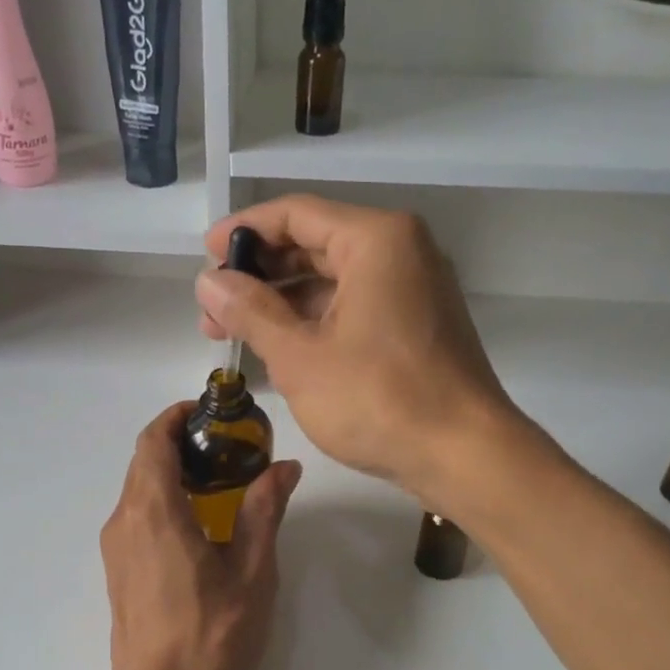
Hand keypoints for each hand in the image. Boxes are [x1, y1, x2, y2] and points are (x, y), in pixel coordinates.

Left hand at [99, 403, 302, 669]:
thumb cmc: (209, 635)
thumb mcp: (251, 572)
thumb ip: (264, 512)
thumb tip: (285, 467)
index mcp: (154, 510)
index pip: (153, 440)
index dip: (177, 416)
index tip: (212, 412)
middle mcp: (125, 519)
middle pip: (144, 460)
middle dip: (180, 441)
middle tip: (228, 447)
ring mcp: (116, 546)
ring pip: (138, 488)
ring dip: (172, 472)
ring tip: (220, 482)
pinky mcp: (117, 569)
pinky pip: (137, 515)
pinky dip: (163, 499)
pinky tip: (199, 524)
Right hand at [196, 195, 523, 509]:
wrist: (464, 455)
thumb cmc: (379, 399)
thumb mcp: (300, 356)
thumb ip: (249, 311)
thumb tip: (209, 280)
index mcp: (376, 240)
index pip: (296, 214)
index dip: (244, 232)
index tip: (205, 256)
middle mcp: (401, 252)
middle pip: (315, 244)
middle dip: (260, 275)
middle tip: (214, 308)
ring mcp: (414, 289)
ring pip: (334, 281)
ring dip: (283, 303)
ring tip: (236, 333)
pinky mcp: (417, 325)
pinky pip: (355, 307)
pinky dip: (316, 322)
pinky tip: (280, 349)